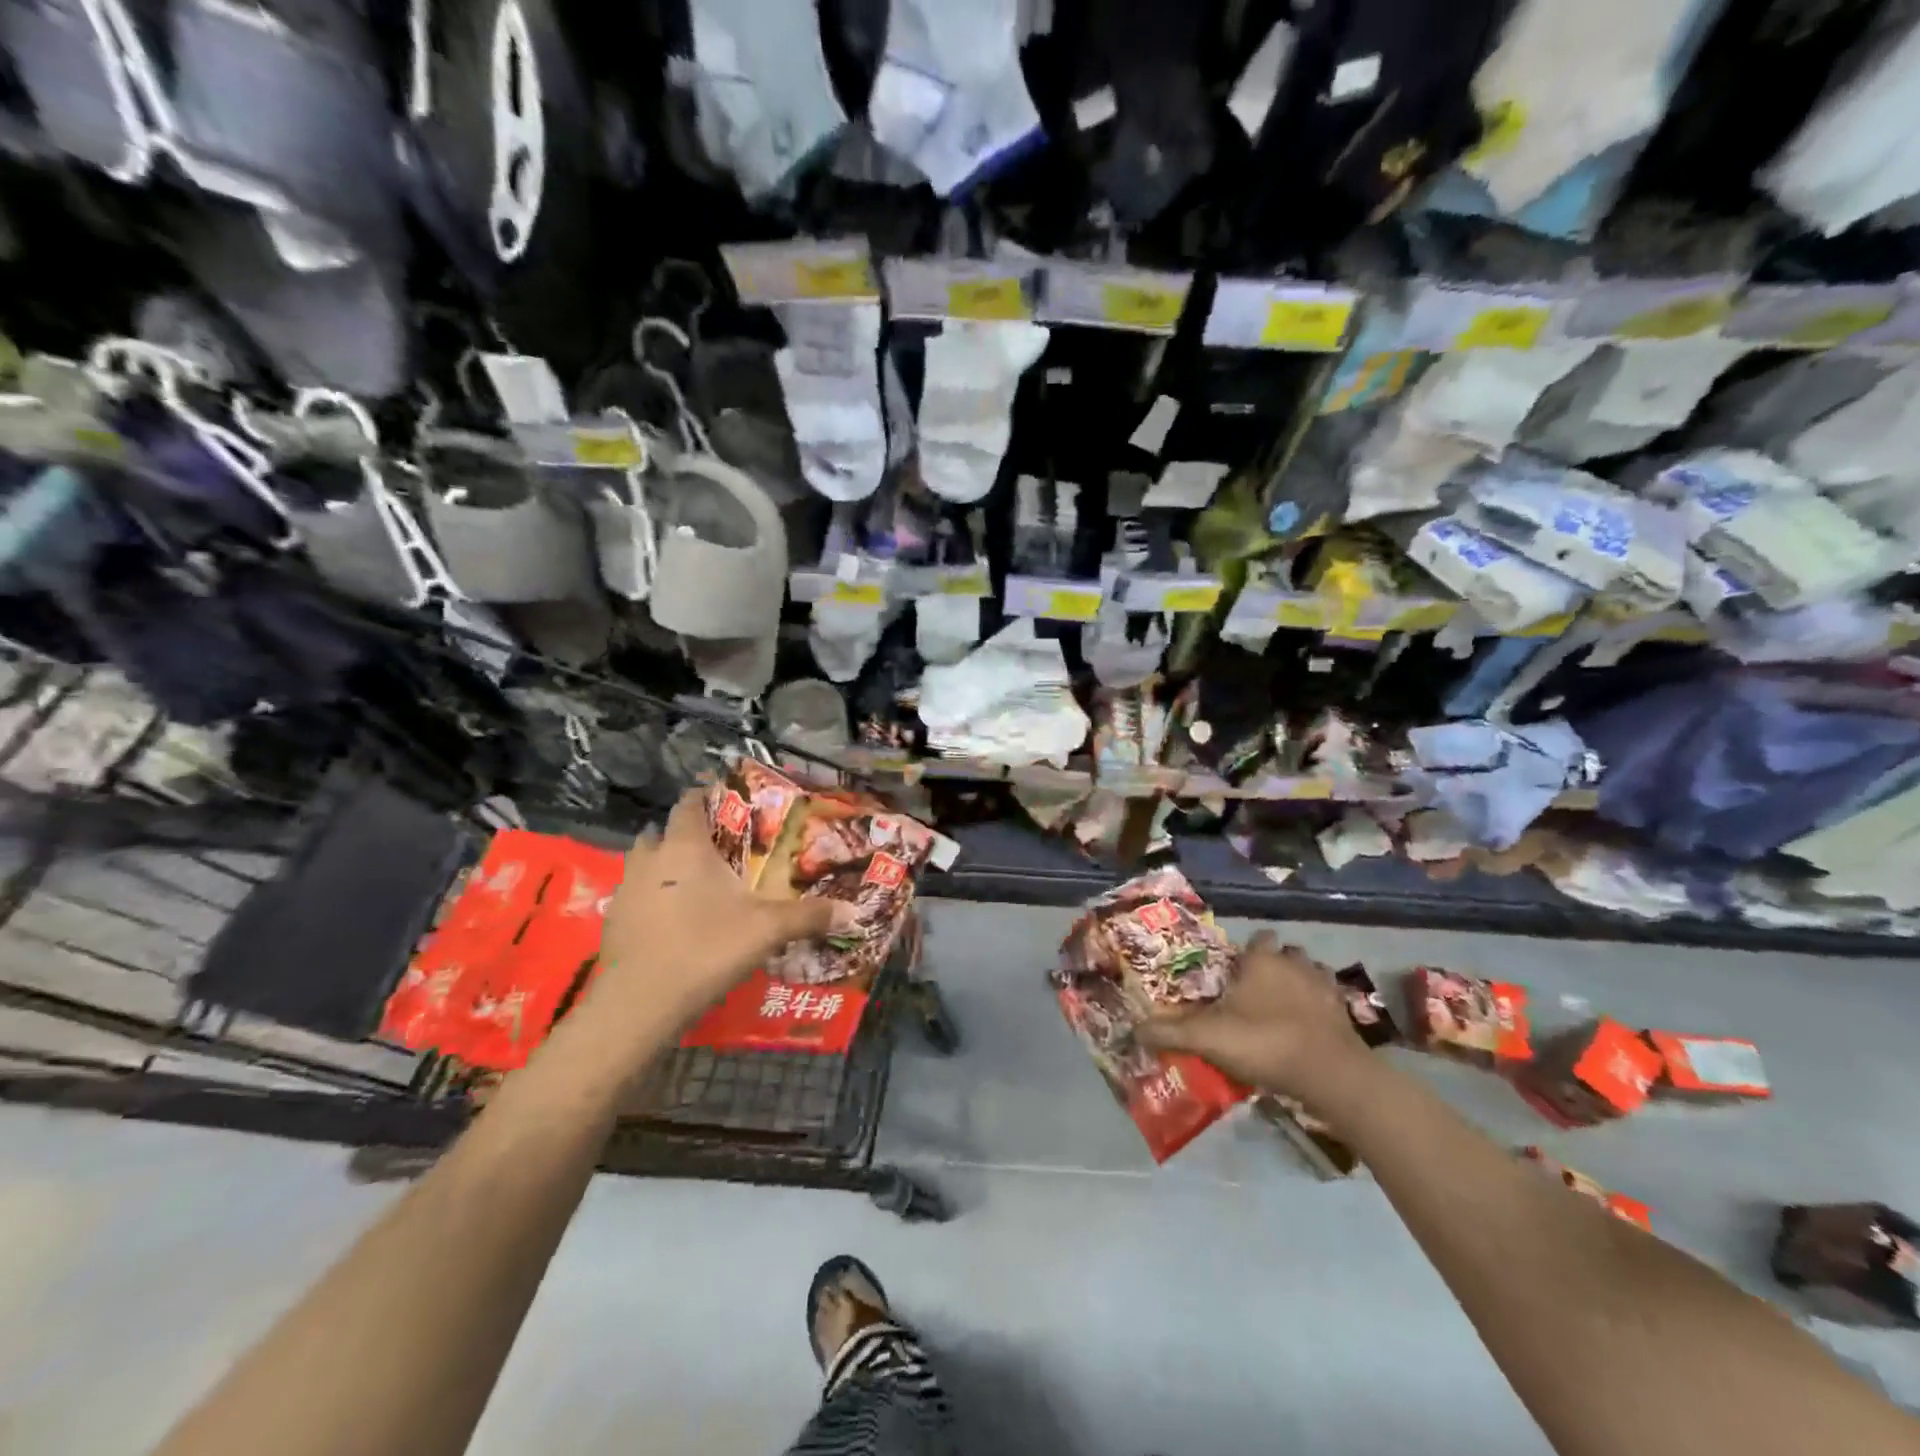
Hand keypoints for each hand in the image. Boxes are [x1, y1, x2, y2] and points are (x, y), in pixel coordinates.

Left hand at [592, 790, 848, 1029]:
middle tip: (709, 849)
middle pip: (659, 832)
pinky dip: (649, 901)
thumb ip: (808, 916)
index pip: (689, 805)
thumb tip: (853, 911)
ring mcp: (624, 892)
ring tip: (689, 884)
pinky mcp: (612, 923)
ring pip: (641, 865)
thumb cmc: (706, 948)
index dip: (703, 798)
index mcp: (686, 847)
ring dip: (660, 867)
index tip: (721, 801)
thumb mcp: (767, 930)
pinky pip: (632, 898)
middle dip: (680, 835)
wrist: (641, 1002)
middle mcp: (650, 860)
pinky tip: (669, 923)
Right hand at [1137, 931, 1372, 1101]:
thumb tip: (1132, 1030)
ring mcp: (1325, 986)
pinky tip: (1309, 1028)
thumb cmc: (1264, 1042)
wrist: (1329, 1074)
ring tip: (1284, 1008)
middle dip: (1275, 965)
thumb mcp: (1207, 1038)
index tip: (1234, 971)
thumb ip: (1169, 1032)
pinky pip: (1331, 1000)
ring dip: (1300, 984)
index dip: (1246, 952)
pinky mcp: (1346, 1012)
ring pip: (1310, 973)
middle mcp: (1295, 963)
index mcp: (1262, 960)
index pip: (1257, 939)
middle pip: (1286, 953)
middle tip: (1257, 991)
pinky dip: (1321, 1009)